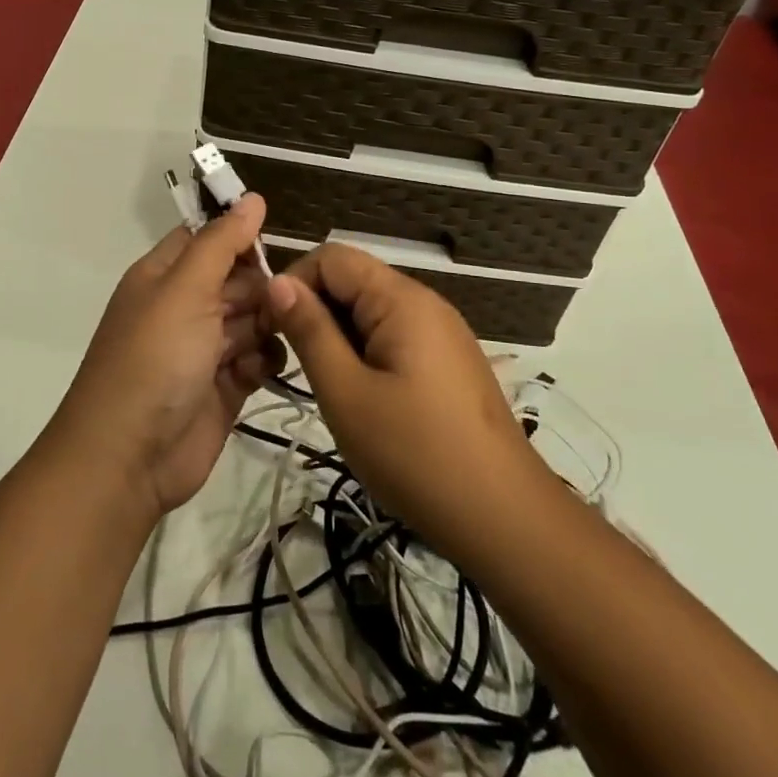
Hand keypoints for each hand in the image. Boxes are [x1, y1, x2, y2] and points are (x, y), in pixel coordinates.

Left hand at [47, 196, 285, 519]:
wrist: (128, 457)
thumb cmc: (153, 359)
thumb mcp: (184, 289)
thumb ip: (222, 242)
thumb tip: (252, 198)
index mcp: (166, 276)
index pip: (209, 238)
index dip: (240, 237)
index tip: (274, 242)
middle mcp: (185, 306)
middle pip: (238, 279)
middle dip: (260, 287)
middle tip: (274, 303)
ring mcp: (205, 348)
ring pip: (254, 318)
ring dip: (266, 325)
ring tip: (265, 340)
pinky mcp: (225, 386)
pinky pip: (258, 358)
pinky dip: (264, 361)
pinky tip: (258, 370)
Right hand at [266, 244, 551, 563]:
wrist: (504, 518)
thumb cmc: (415, 454)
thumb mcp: (346, 393)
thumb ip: (310, 331)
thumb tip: (278, 282)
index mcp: (401, 299)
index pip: (332, 257)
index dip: (295, 283)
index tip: (272, 329)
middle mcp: (425, 303)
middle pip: (353, 281)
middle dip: (316, 311)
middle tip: (295, 365)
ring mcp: (442, 333)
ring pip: (371, 312)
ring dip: (339, 337)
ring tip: (329, 388)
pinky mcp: (448, 361)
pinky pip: (394, 336)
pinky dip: (366, 354)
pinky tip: (363, 399)